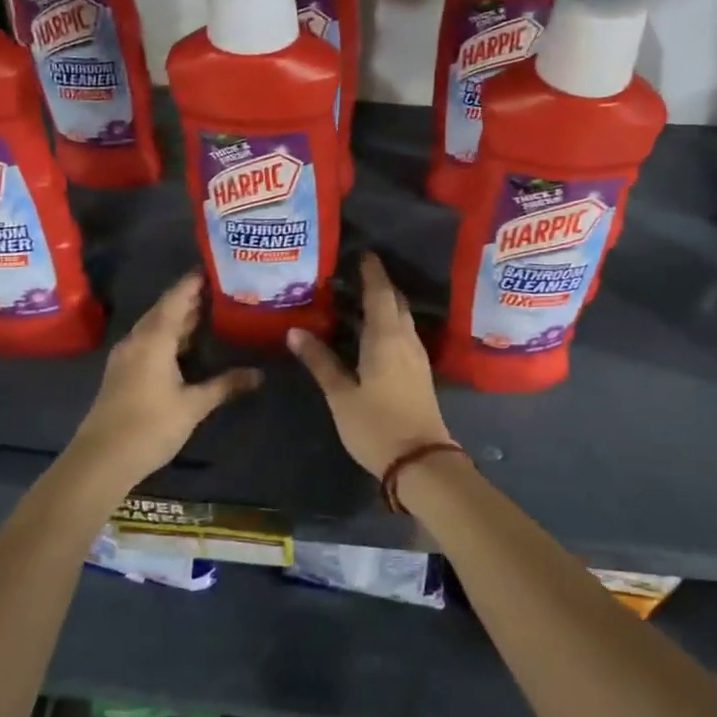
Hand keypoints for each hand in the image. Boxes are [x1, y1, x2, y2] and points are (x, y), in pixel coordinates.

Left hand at [67, 272, 261, 486]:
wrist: (100, 461)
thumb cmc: (149, 426)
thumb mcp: (193, 405)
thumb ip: (225, 385)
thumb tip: (260, 374)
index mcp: (153, 339)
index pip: (176, 298)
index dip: (194, 282)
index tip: (216, 267)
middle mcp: (137, 340)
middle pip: (165, 309)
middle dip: (191, 298)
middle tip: (222, 288)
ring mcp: (127, 357)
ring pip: (156, 327)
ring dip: (180, 318)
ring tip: (211, 310)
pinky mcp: (123, 373)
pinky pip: (149, 342)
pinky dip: (169, 335)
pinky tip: (187, 344)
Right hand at [288, 252, 453, 476]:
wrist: (421, 462)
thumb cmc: (376, 426)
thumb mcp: (341, 395)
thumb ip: (320, 362)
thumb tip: (295, 332)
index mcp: (386, 337)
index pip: (380, 293)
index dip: (372, 272)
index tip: (362, 254)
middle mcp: (405, 339)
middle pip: (395, 301)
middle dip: (378, 284)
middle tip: (353, 275)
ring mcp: (417, 356)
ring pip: (402, 318)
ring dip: (385, 304)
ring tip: (358, 300)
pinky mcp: (420, 372)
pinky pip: (405, 334)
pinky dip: (390, 323)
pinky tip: (373, 332)